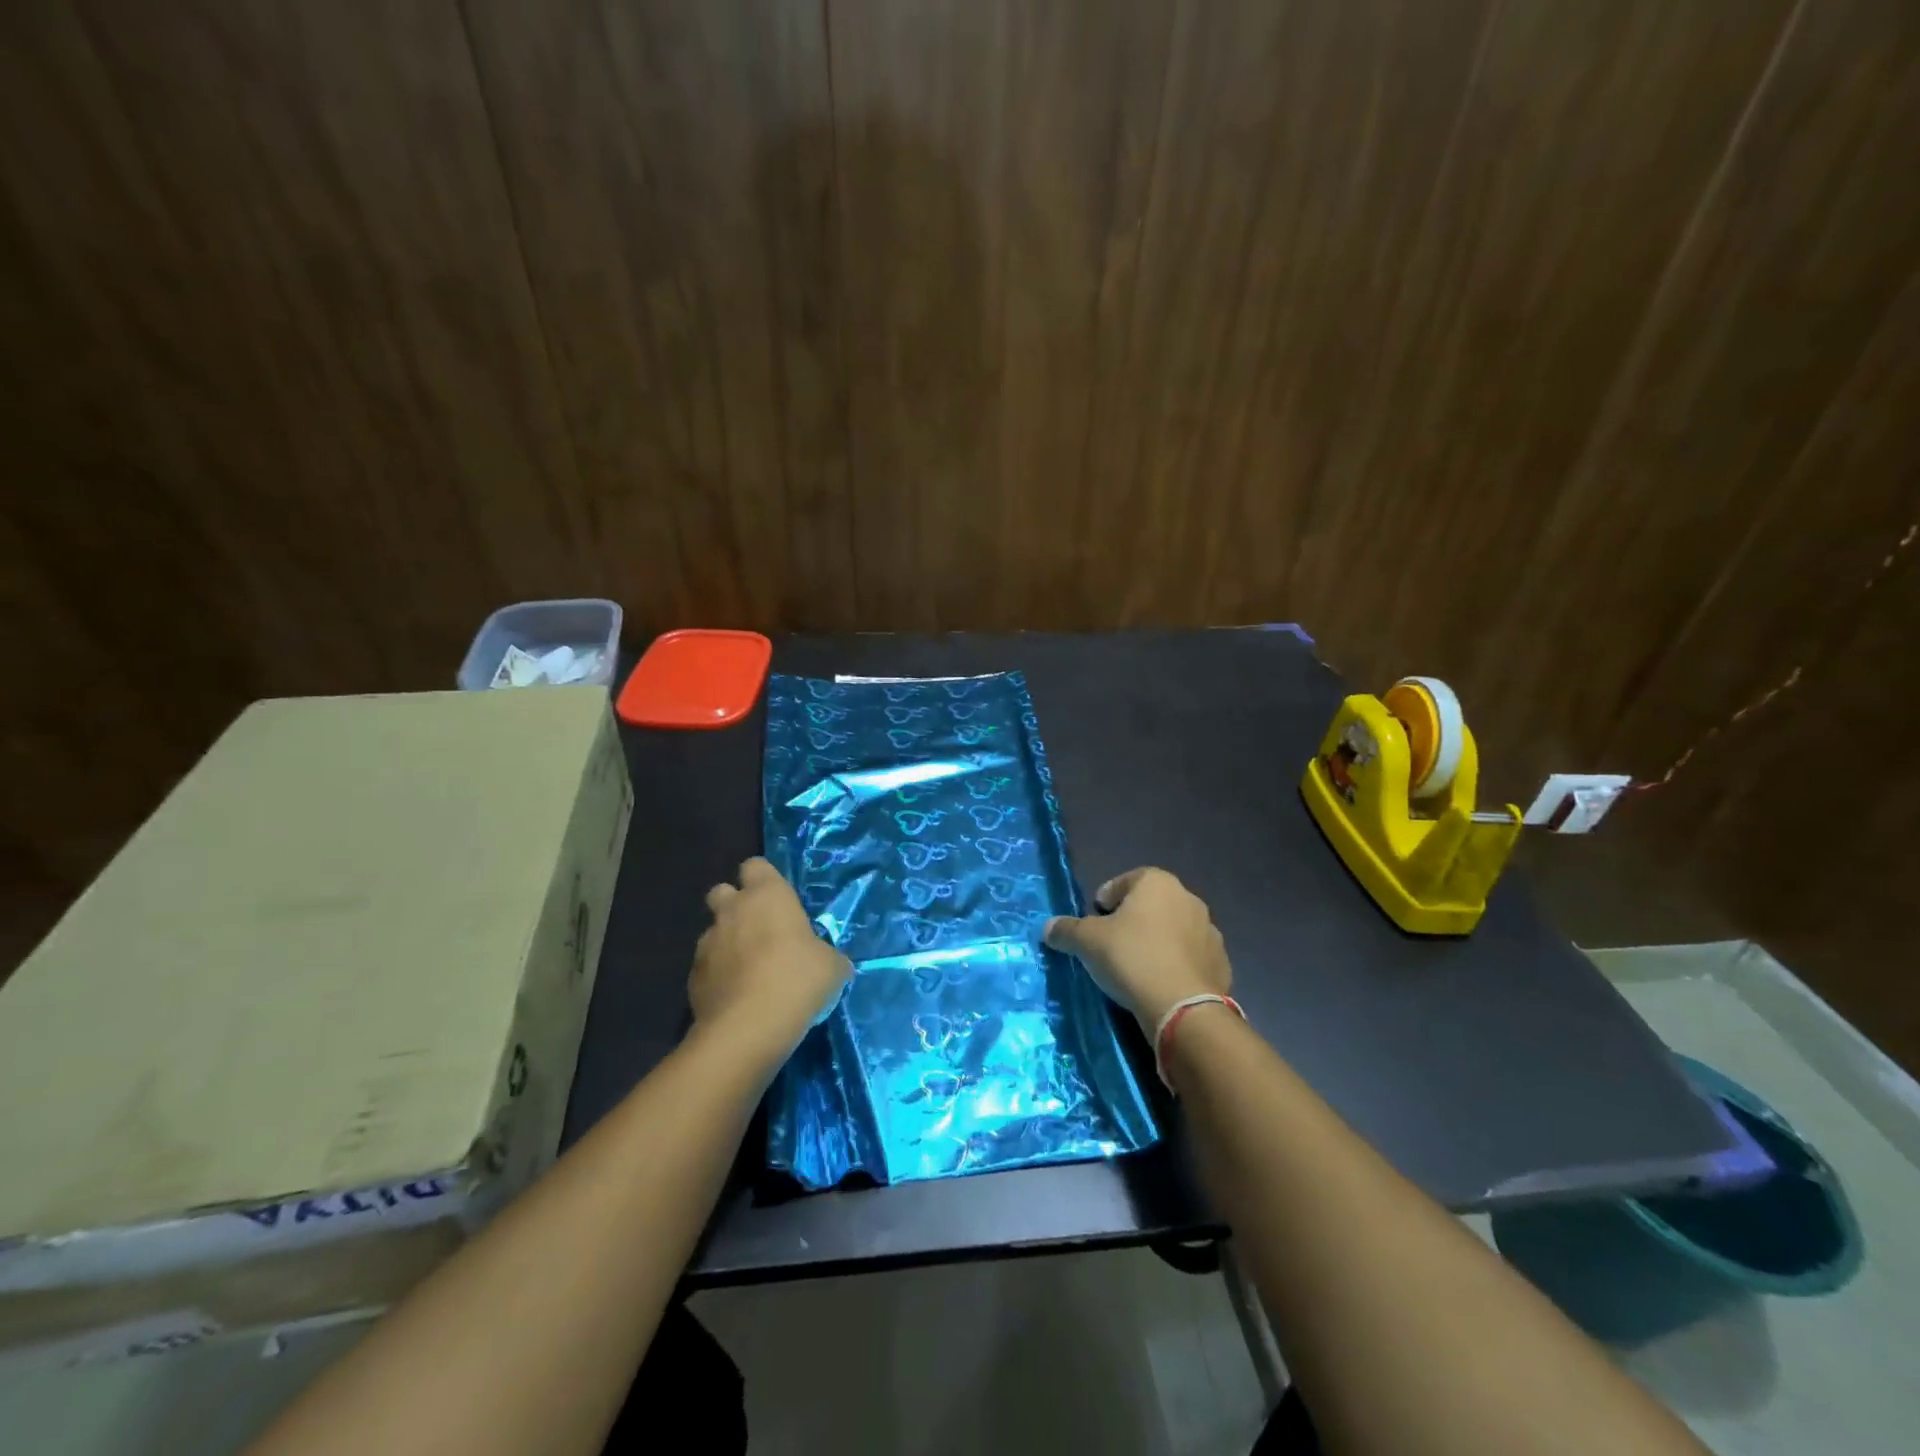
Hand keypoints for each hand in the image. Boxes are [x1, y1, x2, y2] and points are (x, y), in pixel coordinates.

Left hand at [692, 858, 850, 1067]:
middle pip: (722, 891)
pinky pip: (706, 967)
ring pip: (712, 932)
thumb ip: (826, 954)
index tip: (779, 901)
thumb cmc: (798, 980)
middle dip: (735, 905)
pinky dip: (718, 976)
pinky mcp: (692, 978)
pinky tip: (737, 997)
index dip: (764, 880)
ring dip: (727, 944)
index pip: (756, 865)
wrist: (748, 1028)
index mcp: (767, 895)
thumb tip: (828, 961)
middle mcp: (732, 910)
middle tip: (759, 930)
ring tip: (749, 972)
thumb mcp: (833, 966)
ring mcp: (706, 943)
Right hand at [1044, 867, 1230, 1034]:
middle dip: (1132, 921)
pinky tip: (1160, 986)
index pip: (1125, 881)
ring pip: (1174, 931)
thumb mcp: (1087, 942)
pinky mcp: (1221, 964)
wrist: (1183, 1007)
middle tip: (1111, 945)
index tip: (1095, 922)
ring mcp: (1210, 932)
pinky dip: (1175, 965)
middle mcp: (1188, 899)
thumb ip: (1066, 930)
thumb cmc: (1131, 958)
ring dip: (1157, 943)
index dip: (1106, 901)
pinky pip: (1190, 958)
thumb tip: (1048, 928)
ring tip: (1137, 969)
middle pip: (1151, 905)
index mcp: (1158, 883)